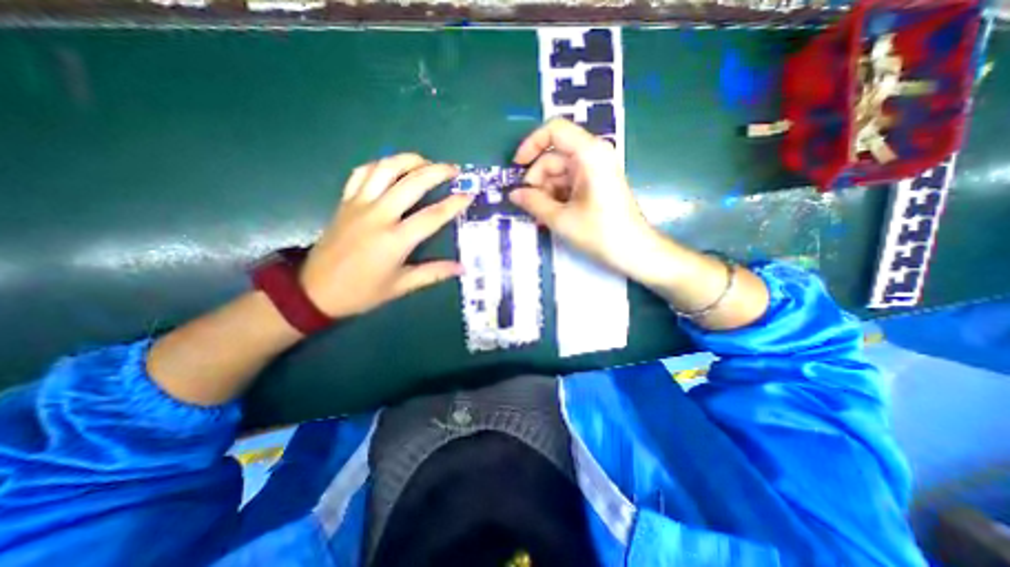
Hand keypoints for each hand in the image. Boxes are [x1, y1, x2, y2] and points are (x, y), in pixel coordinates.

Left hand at [298, 153, 474, 319]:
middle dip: (437, 171)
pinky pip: (362, 173)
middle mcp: (378, 215)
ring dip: (409, 160)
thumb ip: (433, 273)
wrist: (314, 291)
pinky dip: (380, 164)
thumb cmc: (362, 292)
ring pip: (385, 169)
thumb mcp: (401, 286)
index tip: (469, 194)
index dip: (454, 204)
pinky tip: (392, 167)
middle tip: (454, 169)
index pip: (432, 215)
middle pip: (412, 183)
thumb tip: (462, 268)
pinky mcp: (345, 201)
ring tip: (427, 161)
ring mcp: (359, 204)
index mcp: (395, 240)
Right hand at [509, 118, 660, 281]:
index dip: (531, 144)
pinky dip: (557, 196)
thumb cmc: (600, 233)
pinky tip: (550, 215)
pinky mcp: (596, 183)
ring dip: (545, 191)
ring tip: (540, 216)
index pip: (554, 130)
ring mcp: (596, 169)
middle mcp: (594, 155)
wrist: (634, 251)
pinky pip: (569, 182)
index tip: (517, 167)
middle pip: (554, 156)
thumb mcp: (560, 219)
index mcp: (589, 154)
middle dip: (537, 180)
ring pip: (559, 172)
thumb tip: (513, 194)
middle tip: (528, 205)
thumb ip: (533, 203)